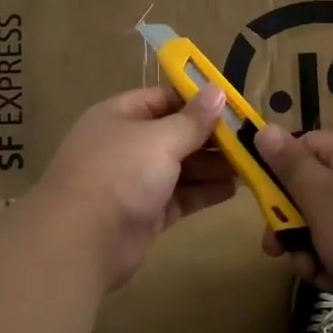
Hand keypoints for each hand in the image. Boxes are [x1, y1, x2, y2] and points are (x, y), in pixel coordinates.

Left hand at [30, 86, 236, 289]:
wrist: (80, 242)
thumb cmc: (120, 173)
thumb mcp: (160, 138)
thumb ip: (192, 119)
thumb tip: (217, 90)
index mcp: (121, 115)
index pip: (165, 98)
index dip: (198, 100)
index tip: (235, 104)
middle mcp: (127, 144)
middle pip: (176, 133)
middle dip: (212, 136)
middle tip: (252, 138)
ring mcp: (135, 181)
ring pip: (181, 166)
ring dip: (214, 165)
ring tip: (252, 162)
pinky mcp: (146, 213)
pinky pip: (181, 196)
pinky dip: (205, 191)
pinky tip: (235, 188)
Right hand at [253, 126, 332, 332]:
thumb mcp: (317, 193)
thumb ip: (288, 162)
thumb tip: (264, 129)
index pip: (306, 145)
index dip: (279, 168)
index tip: (262, 198)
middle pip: (314, 188)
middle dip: (290, 219)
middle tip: (274, 247)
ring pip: (328, 224)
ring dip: (309, 247)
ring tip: (310, 269)